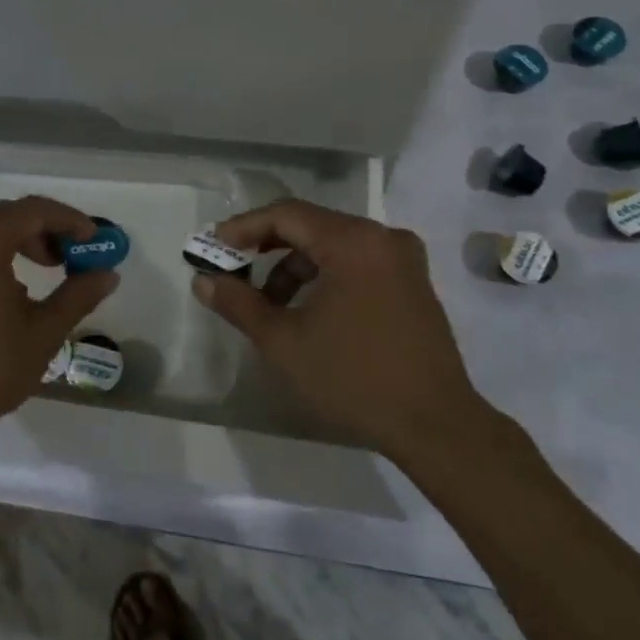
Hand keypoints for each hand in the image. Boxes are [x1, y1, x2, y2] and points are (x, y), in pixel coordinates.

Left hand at [0, 196, 118, 445]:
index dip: (70, 220)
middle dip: (47, 231)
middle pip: (9, 216)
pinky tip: (11, 291)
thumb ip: (78, 295)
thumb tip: (108, 274)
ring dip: (21, 243)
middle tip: (74, 257)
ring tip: (47, 274)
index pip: (34, 210)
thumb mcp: (43, 332)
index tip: (95, 240)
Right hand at [193, 200, 481, 463]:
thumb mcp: (284, 342)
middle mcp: (382, 237)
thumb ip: (239, 303)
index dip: (244, 227)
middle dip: (267, 247)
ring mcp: (403, 259)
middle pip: (311, 226)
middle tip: (233, 269)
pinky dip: (326, 275)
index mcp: (353, 241)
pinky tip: (308, 310)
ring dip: (296, 266)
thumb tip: (204, 280)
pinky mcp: (414, 282)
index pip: (287, 214)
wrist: (436, 425)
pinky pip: (358, 262)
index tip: (213, 246)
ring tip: (270, 304)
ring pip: (334, 245)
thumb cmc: (354, 378)